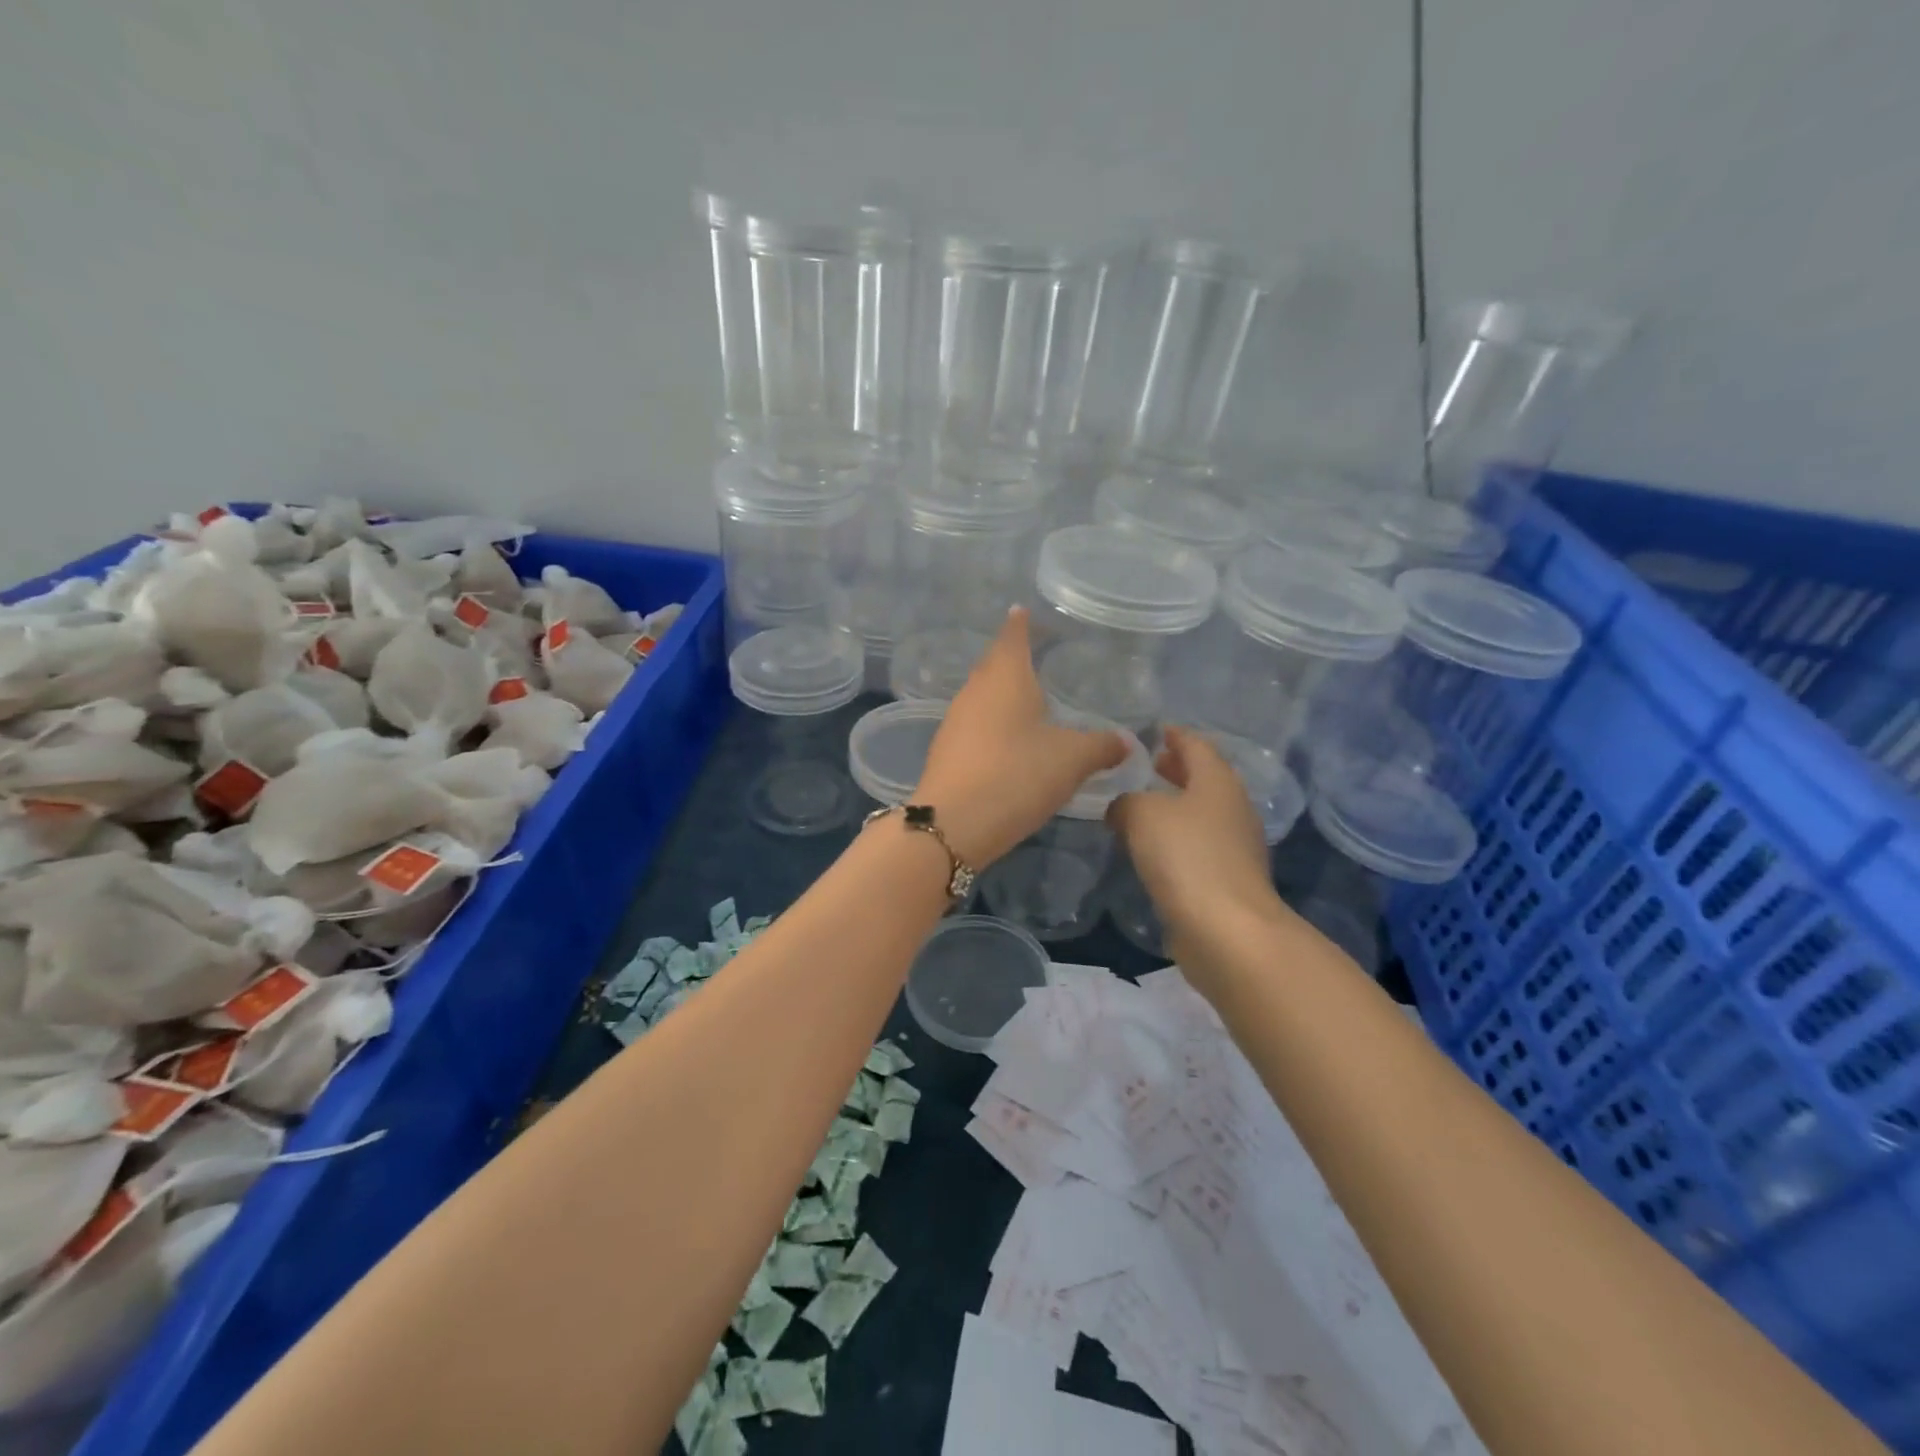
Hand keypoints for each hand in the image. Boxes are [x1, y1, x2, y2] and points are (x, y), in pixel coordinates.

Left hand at [913, 609, 1127, 868]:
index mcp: (1005, 677)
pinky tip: (1008, 741)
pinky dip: (992, 723)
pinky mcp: (946, 750)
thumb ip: (1102, 746)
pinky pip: (974, 724)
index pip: (1013, 636)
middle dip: (1012, 658)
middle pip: (994, 664)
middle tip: (1035, 656)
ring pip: (982, 696)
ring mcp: (955, 720)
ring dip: (1002, 694)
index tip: (1022, 610)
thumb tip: (1127, 741)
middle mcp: (975, 691)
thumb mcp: (1071, 760)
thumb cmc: (1017, 774)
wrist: (954, 823)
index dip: (1021, 624)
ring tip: (1026, 699)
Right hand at [1107, 726, 1288, 971]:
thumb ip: (1126, 801)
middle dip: (1175, 769)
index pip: (1196, 745)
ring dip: (1174, 806)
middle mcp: (1232, 808)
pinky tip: (1151, 849)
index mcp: (1217, 782)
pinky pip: (1197, 847)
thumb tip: (1123, 807)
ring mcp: (1234, 847)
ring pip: (1200, 814)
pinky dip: (1176, 839)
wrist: (1227, 930)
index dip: (1174, 735)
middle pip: (1203, 779)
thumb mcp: (1142, 814)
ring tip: (1140, 806)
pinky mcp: (1226, 881)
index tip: (1154, 730)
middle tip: (1146, 764)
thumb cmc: (1186, 857)